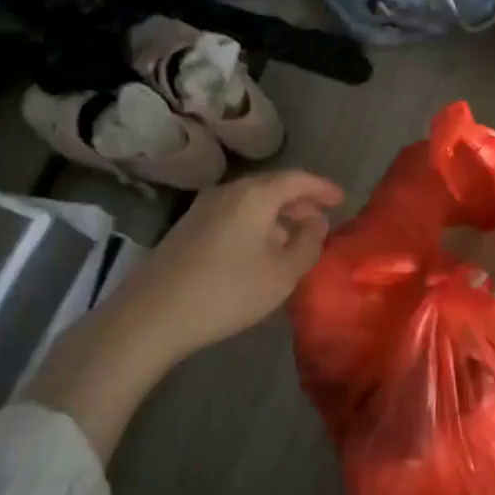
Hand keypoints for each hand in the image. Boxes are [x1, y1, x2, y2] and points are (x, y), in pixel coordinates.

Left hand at [123, 169, 344, 361]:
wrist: (151, 315)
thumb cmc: (227, 291)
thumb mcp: (281, 274)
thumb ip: (308, 245)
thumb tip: (316, 224)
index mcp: (256, 194)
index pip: (298, 179)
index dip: (323, 188)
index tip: (342, 199)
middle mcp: (230, 191)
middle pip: (273, 187)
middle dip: (301, 202)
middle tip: (322, 220)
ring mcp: (204, 207)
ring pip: (252, 201)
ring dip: (278, 215)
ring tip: (295, 238)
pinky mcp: (188, 227)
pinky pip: (235, 214)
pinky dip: (257, 223)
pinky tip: (261, 249)